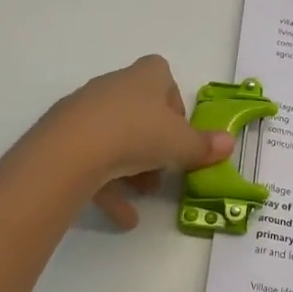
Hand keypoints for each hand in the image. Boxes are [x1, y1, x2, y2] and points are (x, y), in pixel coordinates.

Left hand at [44, 56, 233, 228]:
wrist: (73, 150)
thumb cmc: (137, 134)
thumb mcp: (181, 144)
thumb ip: (204, 146)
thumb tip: (229, 143)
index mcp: (144, 77)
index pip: (162, 75)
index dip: (174, 103)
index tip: (180, 132)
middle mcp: (113, 87)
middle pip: (139, 111)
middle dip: (154, 143)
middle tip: (164, 170)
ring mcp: (84, 111)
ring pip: (115, 137)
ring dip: (132, 167)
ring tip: (143, 194)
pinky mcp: (63, 137)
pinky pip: (91, 159)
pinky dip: (108, 186)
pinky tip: (123, 216)